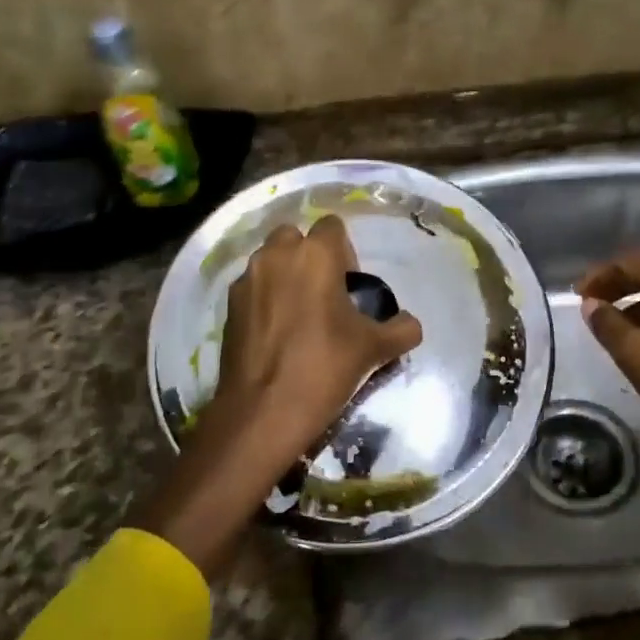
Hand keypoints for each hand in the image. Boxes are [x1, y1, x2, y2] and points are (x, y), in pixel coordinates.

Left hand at [135, 215, 421, 578]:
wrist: (262, 412)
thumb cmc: (324, 368)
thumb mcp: (375, 349)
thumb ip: (402, 329)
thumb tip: (410, 324)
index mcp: (315, 254)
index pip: (333, 226)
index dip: (345, 251)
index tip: (350, 286)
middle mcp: (277, 255)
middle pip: (297, 237)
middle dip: (310, 257)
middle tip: (325, 296)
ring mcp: (247, 279)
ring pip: (271, 260)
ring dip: (286, 275)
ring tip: (300, 315)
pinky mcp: (228, 305)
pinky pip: (253, 287)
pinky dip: (266, 298)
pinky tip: (277, 333)